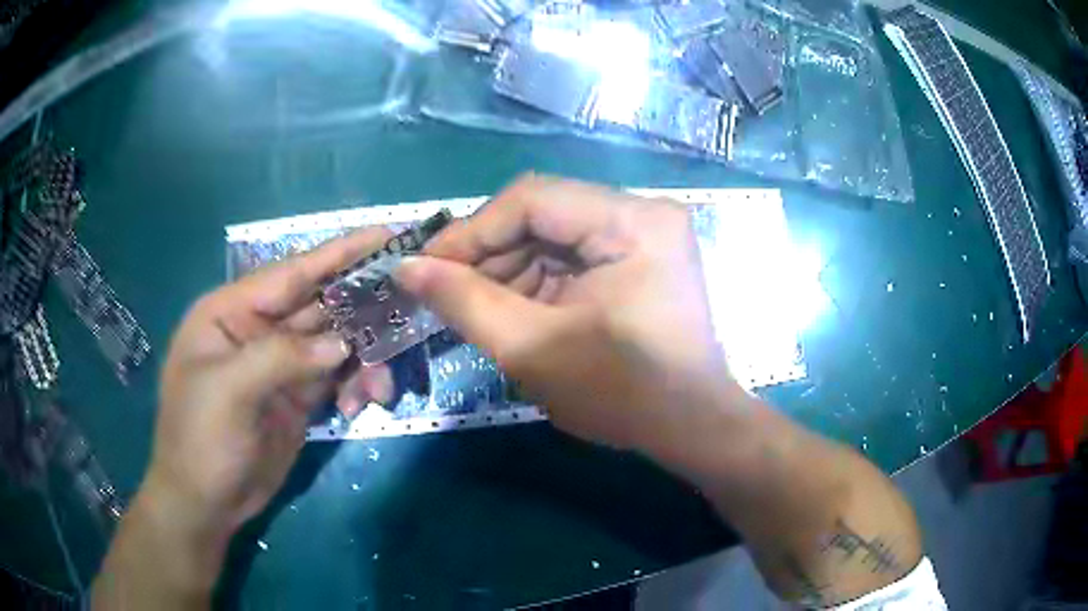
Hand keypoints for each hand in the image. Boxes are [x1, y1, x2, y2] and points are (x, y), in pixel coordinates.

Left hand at [145, 227, 392, 542]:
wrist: (206, 502)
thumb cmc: (200, 440)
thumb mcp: (229, 392)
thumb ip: (281, 357)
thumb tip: (343, 344)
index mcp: (232, 312)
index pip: (291, 272)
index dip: (339, 252)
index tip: (387, 235)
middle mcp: (259, 329)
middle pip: (320, 304)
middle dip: (363, 307)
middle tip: (411, 303)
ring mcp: (281, 364)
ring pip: (336, 343)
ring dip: (364, 359)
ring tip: (378, 389)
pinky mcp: (298, 396)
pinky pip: (338, 377)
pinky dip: (356, 386)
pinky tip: (359, 406)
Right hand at [396, 175, 743, 459]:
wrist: (689, 427)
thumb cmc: (621, 394)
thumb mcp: (533, 349)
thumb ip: (464, 301)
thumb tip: (406, 268)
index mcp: (633, 222)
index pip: (531, 199)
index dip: (471, 231)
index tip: (425, 268)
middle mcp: (643, 212)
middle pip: (543, 213)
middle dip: (489, 254)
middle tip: (445, 293)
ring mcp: (644, 233)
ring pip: (552, 234)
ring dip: (508, 269)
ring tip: (476, 308)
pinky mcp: (639, 255)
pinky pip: (571, 254)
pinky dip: (535, 280)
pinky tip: (512, 309)